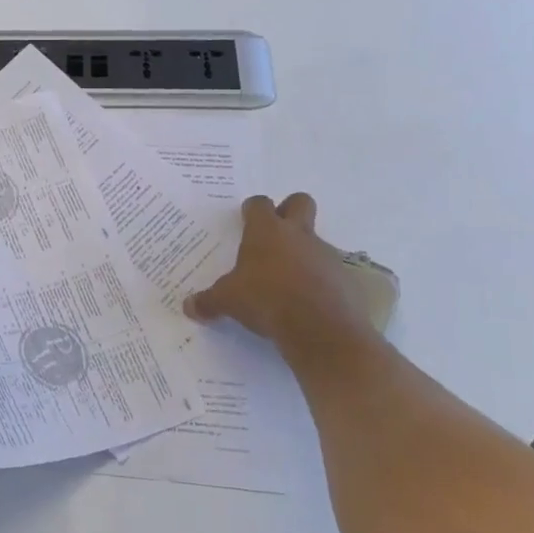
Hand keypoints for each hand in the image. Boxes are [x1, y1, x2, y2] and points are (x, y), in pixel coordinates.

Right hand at [183, 194, 381, 366]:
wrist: (322, 329)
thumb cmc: (266, 301)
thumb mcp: (227, 301)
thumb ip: (208, 301)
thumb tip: (188, 307)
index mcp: (266, 232)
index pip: (259, 204)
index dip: (252, 210)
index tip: (245, 220)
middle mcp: (298, 235)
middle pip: (300, 202)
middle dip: (288, 210)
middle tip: (274, 234)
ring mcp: (326, 254)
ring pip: (315, 240)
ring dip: (302, 253)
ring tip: (286, 281)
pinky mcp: (345, 278)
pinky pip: (329, 271)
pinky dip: (319, 281)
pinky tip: (307, 302)